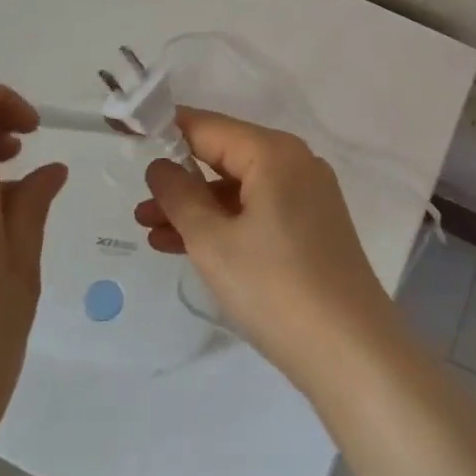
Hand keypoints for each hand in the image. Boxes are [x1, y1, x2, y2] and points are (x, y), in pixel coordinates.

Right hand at [136, 108, 399, 386]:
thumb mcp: (213, 242)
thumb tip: (161, 166)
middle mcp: (296, 162)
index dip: (164, 128)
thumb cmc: (274, 287)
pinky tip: (185, 245)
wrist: (349, 349)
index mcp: (274, 152)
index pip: (208, 126)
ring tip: (149, 229)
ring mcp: (308, 194)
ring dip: (196, 206)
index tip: (126, 132)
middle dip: (179, 178)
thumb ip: (180, 196)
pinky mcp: (311, 225)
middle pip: (225, 156)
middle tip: (136, 201)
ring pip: (239, 188)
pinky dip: (224, 223)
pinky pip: (257, 210)